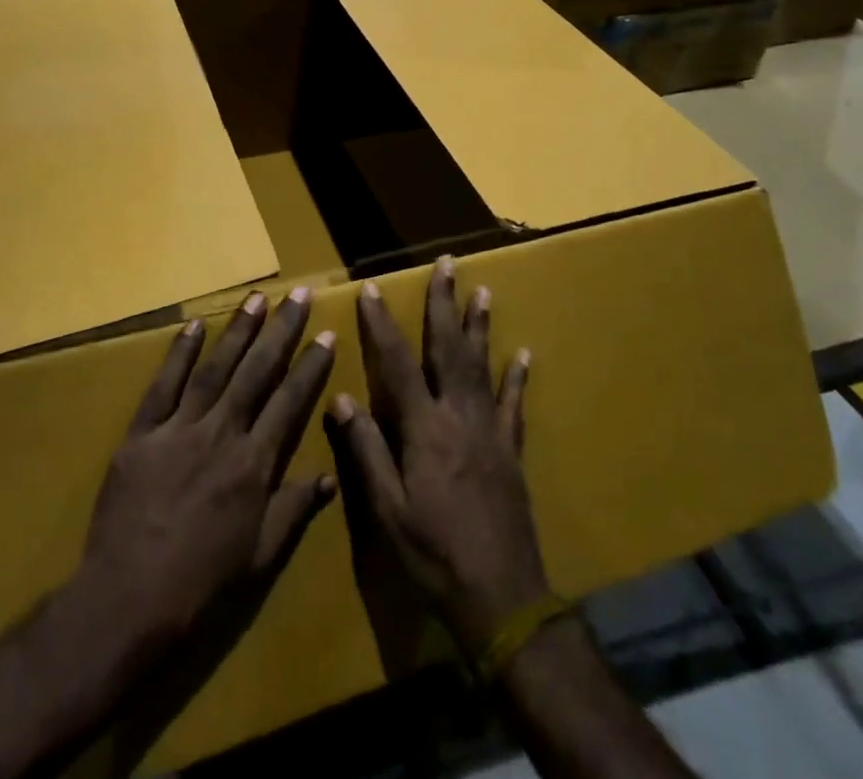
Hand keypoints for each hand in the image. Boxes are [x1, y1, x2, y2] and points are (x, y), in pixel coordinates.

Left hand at [78, 287, 336, 649]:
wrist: (127, 600)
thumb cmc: (201, 583)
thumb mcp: (259, 556)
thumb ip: (294, 509)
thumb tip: (329, 476)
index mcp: (253, 464)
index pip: (290, 401)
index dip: (311, 366)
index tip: (327, 334)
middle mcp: (221, 434)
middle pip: (257, 372)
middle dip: (281, 330)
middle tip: (299, 294)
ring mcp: (179, 429)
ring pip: (215, 369)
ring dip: (238, 331)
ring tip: (257, 299)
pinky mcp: (142, 433)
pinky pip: (164, 385)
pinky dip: (179, 353)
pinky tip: (194, 325)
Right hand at [328, 259, 545, 655]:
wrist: (502, 597)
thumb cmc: (434, 553)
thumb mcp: (386, 509)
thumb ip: (364, 450)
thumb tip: (339, 398)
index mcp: (424, 428)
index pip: (397, 362)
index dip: (381, 324)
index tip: (371, 288)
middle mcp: (459, 416)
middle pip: (448, 349)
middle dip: (444, 304)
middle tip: (446, 265)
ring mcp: (490, 430)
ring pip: (482, 365)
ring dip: (479, 326)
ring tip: (482, 291)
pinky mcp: (511, 449)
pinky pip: (514, 404)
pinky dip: (517, 376)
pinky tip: (522, 353)